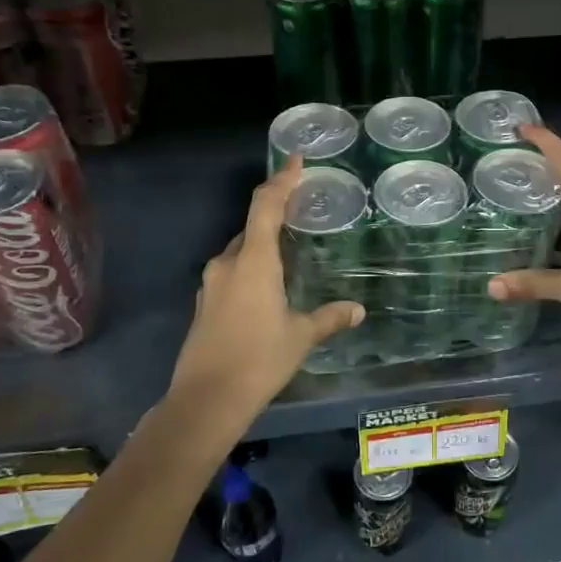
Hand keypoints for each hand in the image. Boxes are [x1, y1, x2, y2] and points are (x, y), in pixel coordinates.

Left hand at [164, 158, 364, 435]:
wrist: (206, 400)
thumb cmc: (259, 359)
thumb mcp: (300, 336)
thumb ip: (329, 318)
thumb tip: (357, 310)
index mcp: (253, 261)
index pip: (265, 206)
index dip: (281, 180)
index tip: (295, 161)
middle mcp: (227, 264)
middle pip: (251, 227)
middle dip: (274, 217)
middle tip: (300, 214)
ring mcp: (211, 284)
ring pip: (240, 253)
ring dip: (261, 247)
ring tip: (288, 256)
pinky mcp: (204, 304)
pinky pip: (231, 274)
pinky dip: (249, 270)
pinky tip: (266, 291)